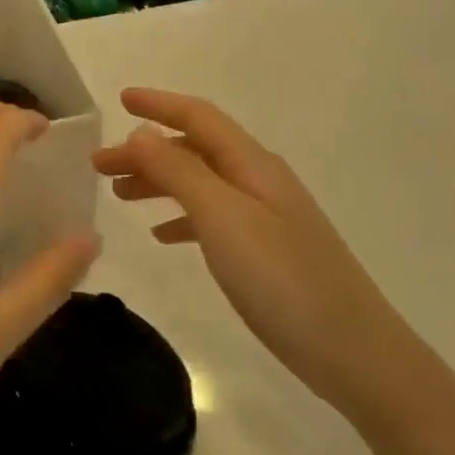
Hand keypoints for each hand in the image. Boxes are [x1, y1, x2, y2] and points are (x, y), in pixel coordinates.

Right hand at [93, 88, 415, 415]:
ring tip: (118, 195)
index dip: (159, 104)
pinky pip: (212, 217)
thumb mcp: (222, 217)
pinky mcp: (266, 251)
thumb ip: (178, 171)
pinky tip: (161, 235)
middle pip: (193, 150)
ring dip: (158, 182)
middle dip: (145, 151)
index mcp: (252, 164)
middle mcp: (259, 181)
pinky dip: (181, 216)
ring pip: (200, 183)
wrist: (355, 354)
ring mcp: (266, 217)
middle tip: (99, 165)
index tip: (120, 100)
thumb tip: (141, 132)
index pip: (199, 117)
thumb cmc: (283, 279)